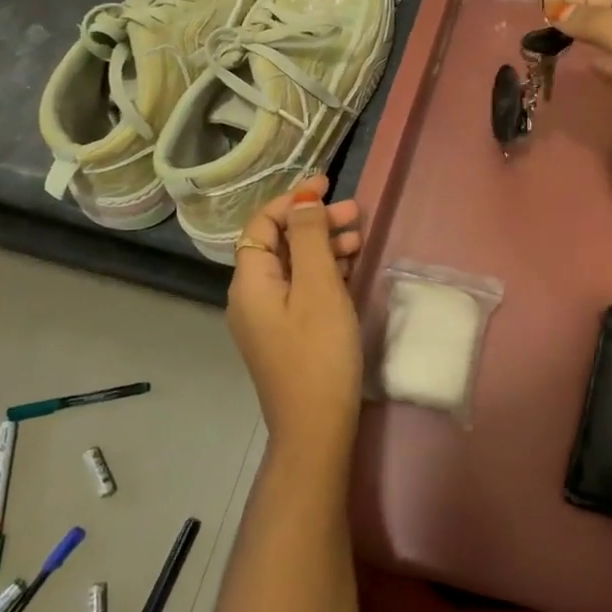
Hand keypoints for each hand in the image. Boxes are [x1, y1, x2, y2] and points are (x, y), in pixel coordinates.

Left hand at [226, 175, 366, 460]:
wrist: (316, 427)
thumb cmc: (318, 352)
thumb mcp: (318, 287)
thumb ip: (311, 238)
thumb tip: (303, 198)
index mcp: (251, 281)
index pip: (263, 223)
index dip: (293, 199)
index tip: (328, 184)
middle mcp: (253, 295)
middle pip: (281, 242)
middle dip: (316, 221)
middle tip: (357, 213)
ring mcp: (270, 317)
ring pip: (295, 265)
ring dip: (324, 245)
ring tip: (360, 238)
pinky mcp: (288, 333)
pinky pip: (302, 288)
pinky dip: (325, 271)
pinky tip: (350, 268)